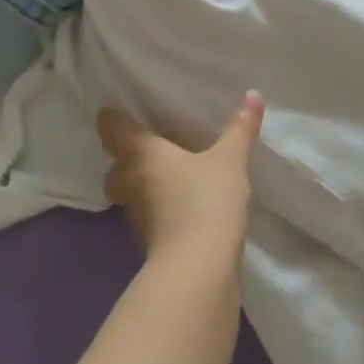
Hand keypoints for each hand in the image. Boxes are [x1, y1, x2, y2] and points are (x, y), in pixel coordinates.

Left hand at [97, 92, 263, 264]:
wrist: (198, 268)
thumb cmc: (206, 200)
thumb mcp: (229, 161)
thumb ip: (240, 128)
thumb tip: (253, 94)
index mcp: (141, 153)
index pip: (111, 127)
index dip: (113, 117)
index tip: (122, 110)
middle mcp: (130, 180)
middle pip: (114, 164)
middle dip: (127, 157)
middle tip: (151, 147)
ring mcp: (135, 214)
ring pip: (128, 191)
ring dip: (142, 184)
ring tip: (169, 176)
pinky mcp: (148, 240)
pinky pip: (146, 215)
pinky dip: (157, 209)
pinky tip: (180, 206)